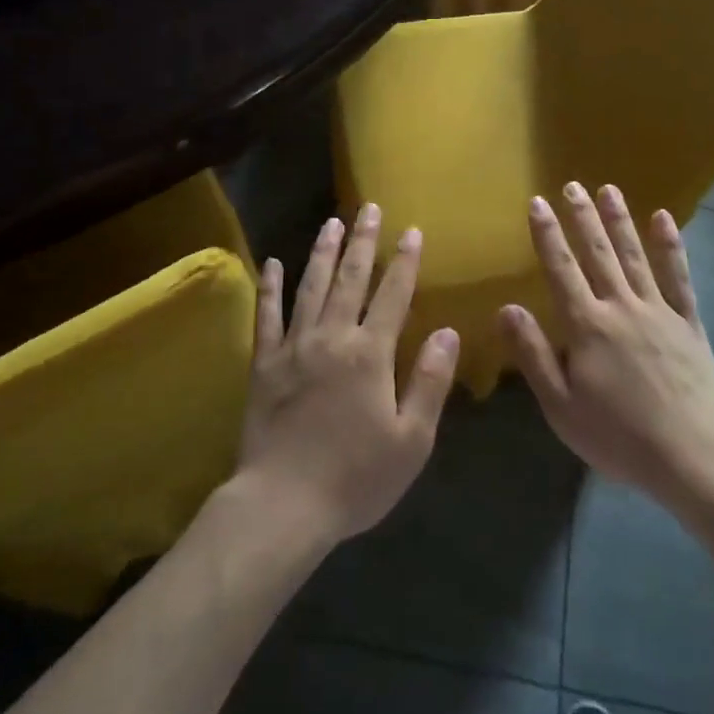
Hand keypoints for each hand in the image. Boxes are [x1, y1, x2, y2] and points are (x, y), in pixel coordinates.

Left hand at [236, 205, 459, 545]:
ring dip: (322, 252)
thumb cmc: (356, 477)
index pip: (393, 295)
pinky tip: (272, 263)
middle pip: (350, 279)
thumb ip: (430, 381)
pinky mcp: (264, 364)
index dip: (404, 261)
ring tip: (331, 222)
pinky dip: (270, 287)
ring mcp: (294, 347)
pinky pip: (267, 316)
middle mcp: (332, 337)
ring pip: (310, 287)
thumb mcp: (412, 439)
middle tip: (368, 208)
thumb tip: (449, 331)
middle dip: (363, 241)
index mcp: (370, 353)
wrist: (283, 505)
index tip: (411, 230)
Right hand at [503, 183, 713, 510]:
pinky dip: (671, 246)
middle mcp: (620, 307)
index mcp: (587, 326)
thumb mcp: (561, 406)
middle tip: (571, 185)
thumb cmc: (618, 437)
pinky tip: (664, 219)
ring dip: (619, 221)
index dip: (547, 234)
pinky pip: (678, 277)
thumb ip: (534, 354)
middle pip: (597, 254)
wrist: (692, 457)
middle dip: (582, 217)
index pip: (561, 269)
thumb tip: (506, 308)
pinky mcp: (689, 323)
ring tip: (608, 189)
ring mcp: (658, 311)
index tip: (538, 202)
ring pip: (634, 256)